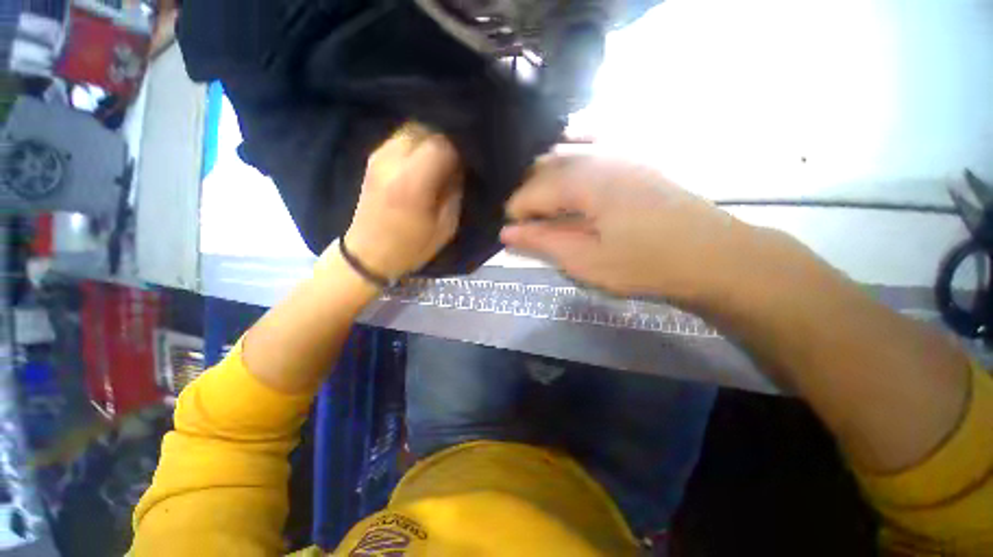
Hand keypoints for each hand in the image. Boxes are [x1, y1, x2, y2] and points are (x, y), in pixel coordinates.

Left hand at [342, 124, 463, 278]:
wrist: (367, 255)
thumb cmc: (411, 247)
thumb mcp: (445, 227)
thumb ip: (455, 192)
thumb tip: (460, 168)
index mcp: (412, 182)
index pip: (442, 145)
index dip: (460, 150)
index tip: (469, 163)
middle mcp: (392, 160)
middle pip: (427, 130)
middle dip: (446, 141)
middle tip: (457, 160)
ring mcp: (378, 156)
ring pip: (413, 129)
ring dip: (431, 140)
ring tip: (442, 159)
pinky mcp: (373, 158)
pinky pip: (401, 138)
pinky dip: (417, 143)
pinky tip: (424, 160)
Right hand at [501, 156, 745, 300]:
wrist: (714, 256)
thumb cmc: (645, 264)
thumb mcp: (586, 261)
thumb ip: (543, 243)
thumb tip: (507, 233)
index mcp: (583, 181)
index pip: (530, 191)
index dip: (516, 214)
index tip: (516, 236)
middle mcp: (597, 156)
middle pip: (544, 168)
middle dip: (529, 197)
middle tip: (529, 225)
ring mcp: (619, 154)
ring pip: (565, 157)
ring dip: (547, 183)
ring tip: (546, 211)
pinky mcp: (632, 161)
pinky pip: (589, 152)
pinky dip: (571, 167)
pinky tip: (570, 186)